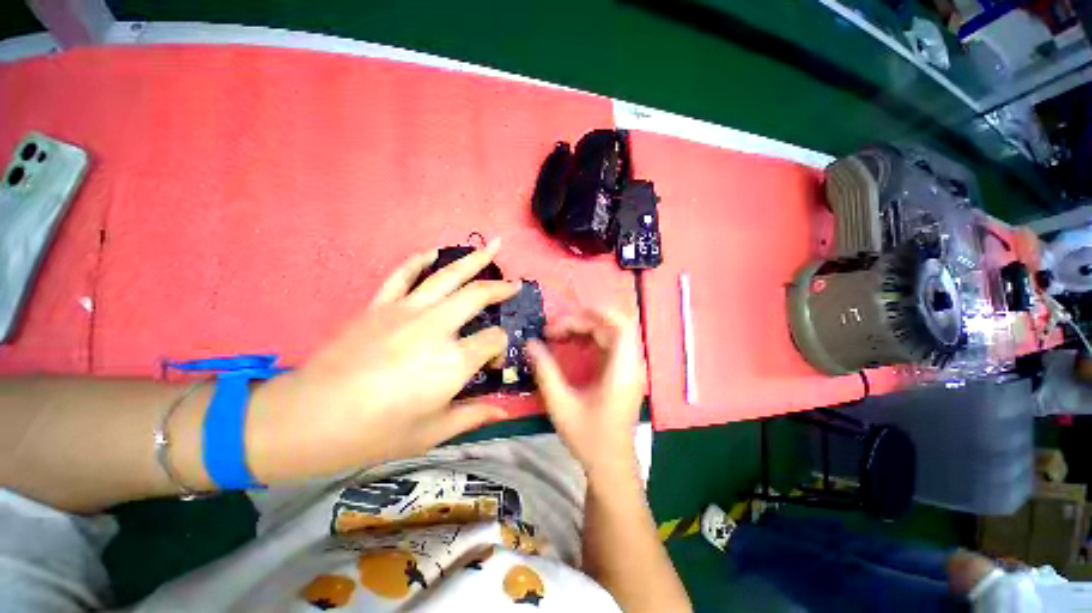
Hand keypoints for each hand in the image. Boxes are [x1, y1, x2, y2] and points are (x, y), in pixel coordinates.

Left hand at [247, 240, 518, 480]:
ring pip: (447, 275)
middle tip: (515, 284)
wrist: (307, 419)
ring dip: (474, 259)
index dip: (501, 348)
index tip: (495, 362)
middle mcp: (436, 328)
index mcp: (453, 361)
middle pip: (477, 296)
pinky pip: (403, 274)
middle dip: (501, 288)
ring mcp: (406, 311)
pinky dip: (420, 260)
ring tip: (494, 247)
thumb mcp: (430, 432)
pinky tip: (434, 252)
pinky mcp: (380, 306)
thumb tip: (502, 411)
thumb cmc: (374, 433)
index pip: (494, 341)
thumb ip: (472, 415)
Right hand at [527, 308, 645, 480]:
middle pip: (612, 327)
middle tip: (553, 330)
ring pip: (611, 335)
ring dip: (585, 329)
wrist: (610, 465)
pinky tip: (571, 345)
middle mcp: (631, 365)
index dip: (599, 312)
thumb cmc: (588, 437)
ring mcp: (629, 369)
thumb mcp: (561, 404)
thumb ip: (545, 371)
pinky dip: (590, 340)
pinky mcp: (624, 374)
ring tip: (558, 335)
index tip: (570, 311)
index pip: (621, 326)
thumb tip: (530, 343)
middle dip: (582, 322)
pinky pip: (609, 346)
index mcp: (622, 371)